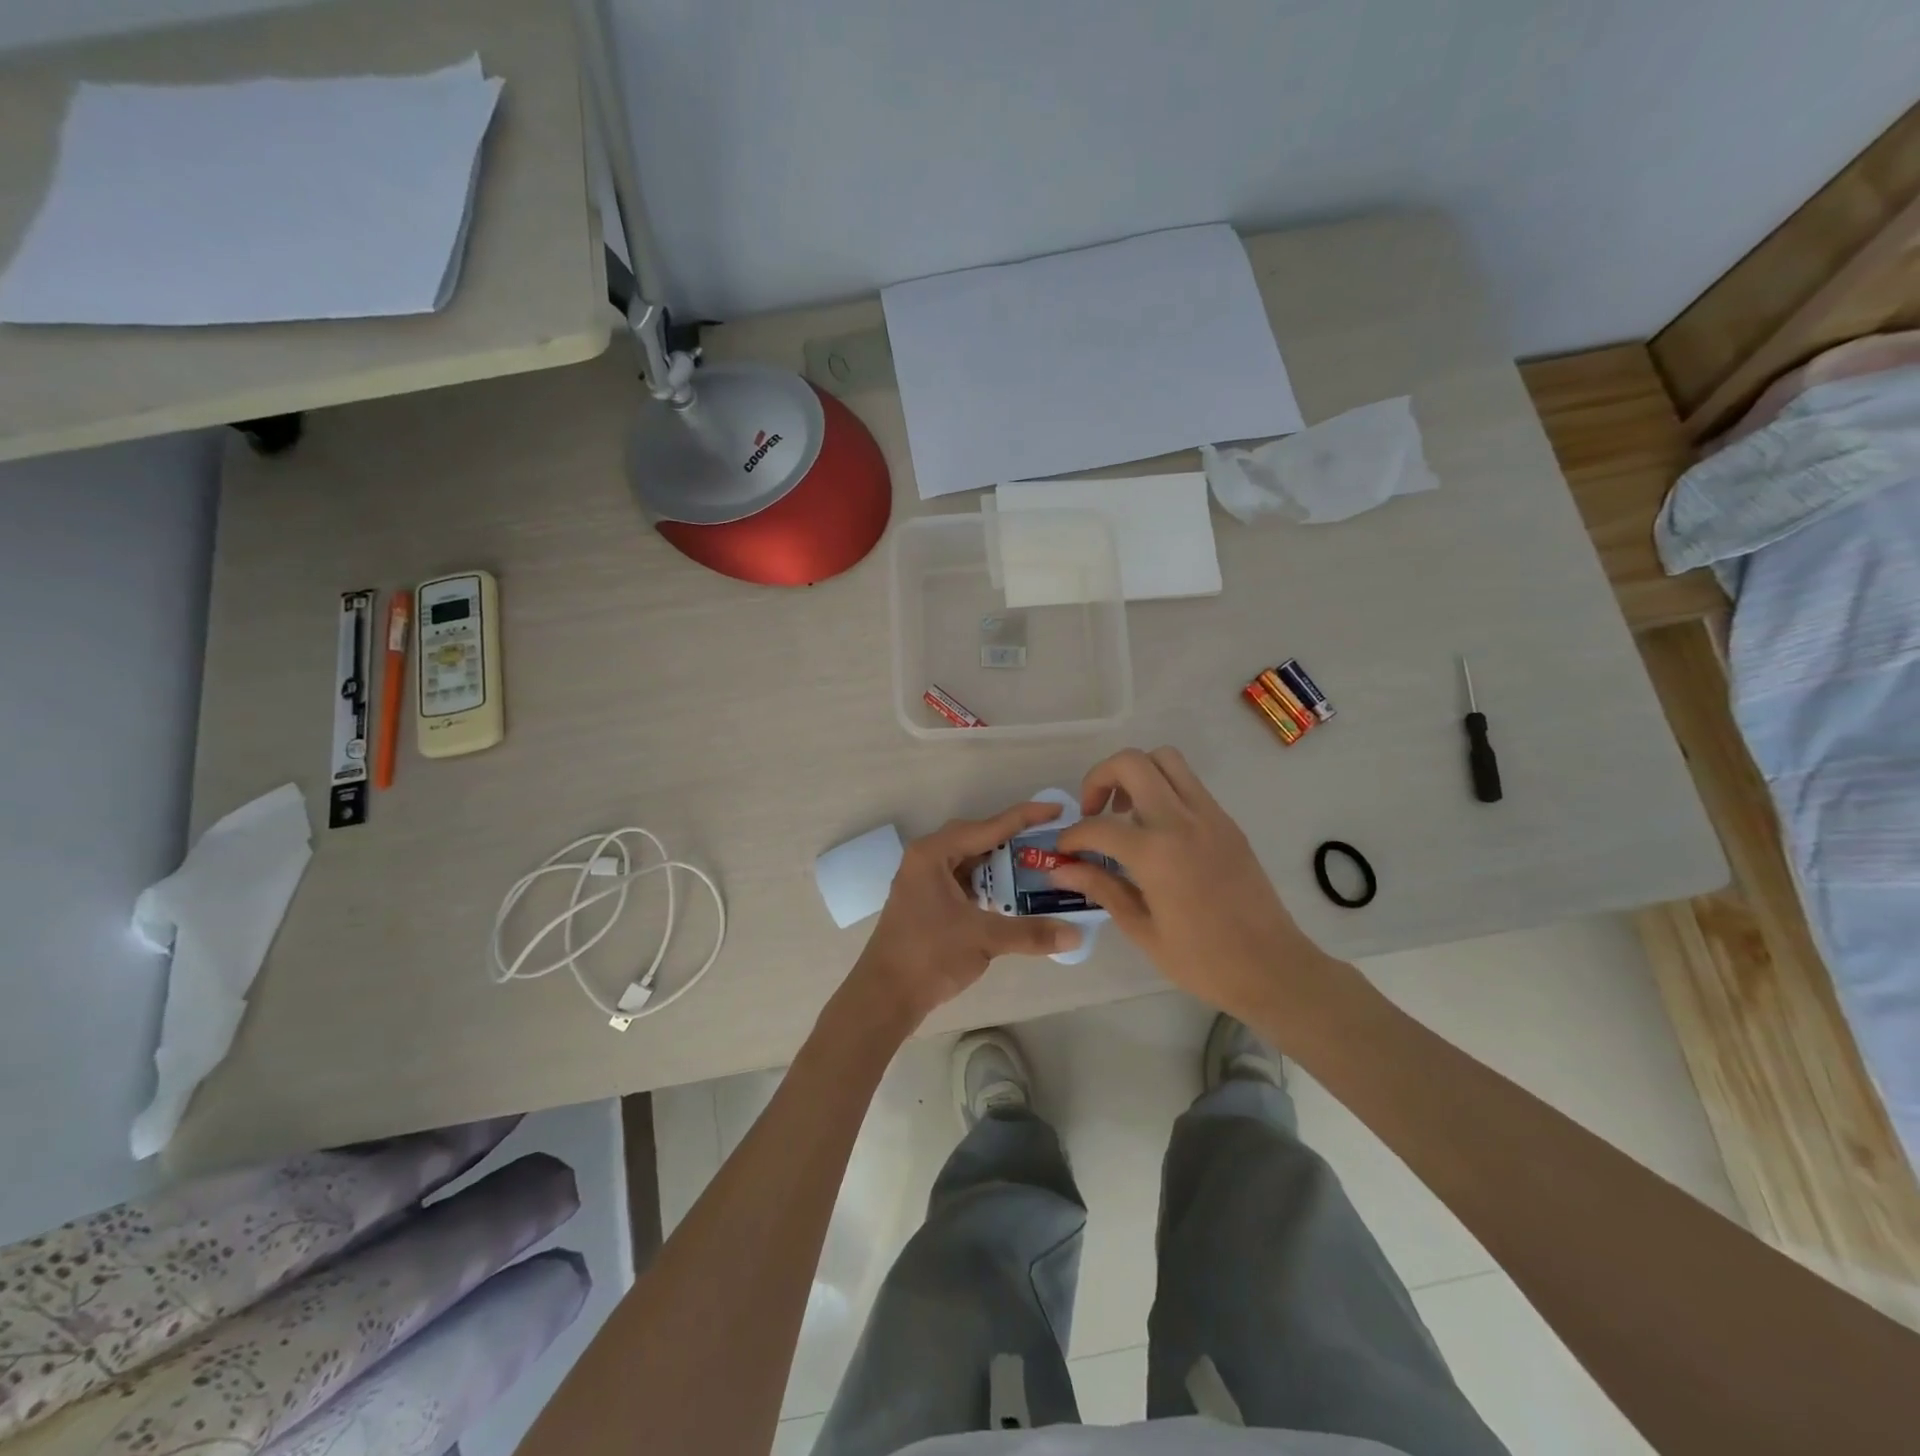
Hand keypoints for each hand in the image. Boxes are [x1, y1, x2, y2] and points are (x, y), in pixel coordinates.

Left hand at [839, 802, 1083, 1036]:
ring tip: (1037, 867)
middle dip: (1014, 841)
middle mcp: (927, 858)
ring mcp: (924, 880)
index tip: (1057, 809)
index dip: (1025, 817)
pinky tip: (1010, 896)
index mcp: (934, 853)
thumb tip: (1076, 936)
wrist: (885, 995)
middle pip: (978, 839)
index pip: (988, 827)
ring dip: (1001, 865)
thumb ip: (1030, 932)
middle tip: (1049, 843)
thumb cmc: (929, 955)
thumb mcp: (983, 938)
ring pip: (970, 861)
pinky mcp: (926, 901)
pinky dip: (987, 884)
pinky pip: (963, 880)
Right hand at [1051, 747, 1335, 1023]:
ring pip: (1165, 759)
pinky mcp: (1226, 821)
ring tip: (1126, 812)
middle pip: (1132, 763)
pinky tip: (1156, 830)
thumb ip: (1101, 888)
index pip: (1097, 826)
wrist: (1272, 967)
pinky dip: (1163, 789)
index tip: (1064, 851)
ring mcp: (1209, 815)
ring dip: (1136, 773)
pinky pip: (1188, 783)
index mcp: (1155, 853)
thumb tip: (1061, 871)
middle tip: (1093, 812)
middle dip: (1100, 778)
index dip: (1071, 837)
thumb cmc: (1202, 960)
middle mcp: (1181, 821)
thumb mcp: (1142, 929)